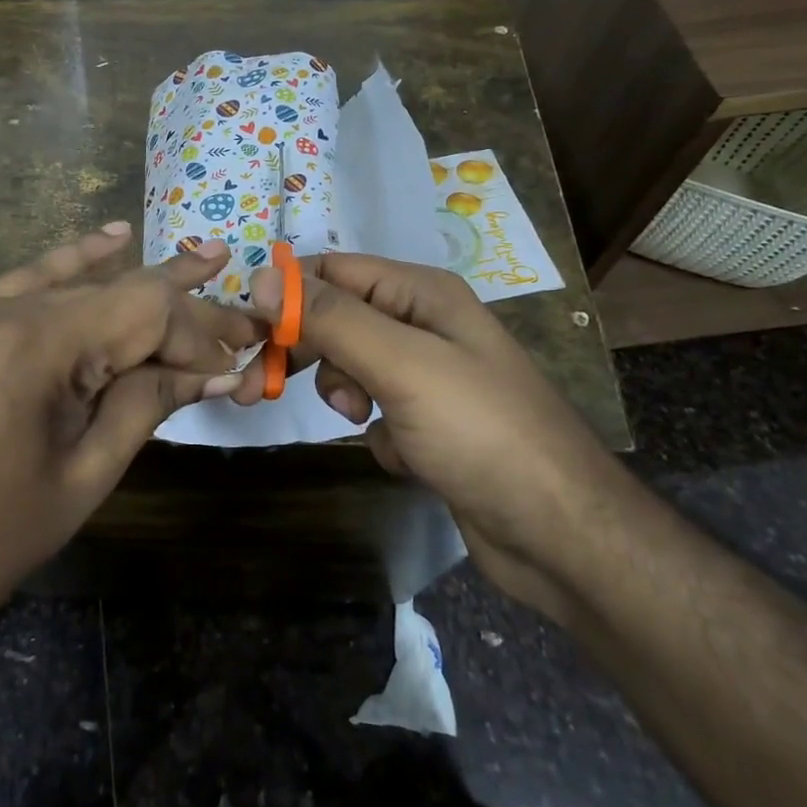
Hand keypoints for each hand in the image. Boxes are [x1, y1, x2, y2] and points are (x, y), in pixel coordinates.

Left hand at [0, 224, 253, 630]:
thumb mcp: (89, 472)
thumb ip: (150, 404)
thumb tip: (218, 370)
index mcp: (34, 349)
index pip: (142, 311)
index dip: (196, 333)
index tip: (235, 362)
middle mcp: (2, 311)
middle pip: (115, 293)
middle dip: (180, 309)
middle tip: (239, 311)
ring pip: (77, 283)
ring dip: (138, 280)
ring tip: (204, 258)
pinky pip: (27, 281)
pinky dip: (73, 262)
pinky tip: (113, 238)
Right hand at [231, 253, 615, 609]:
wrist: (558, 534)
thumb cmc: (480, 432)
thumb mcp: (401, 364)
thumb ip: (331, 318)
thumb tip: (262, 277)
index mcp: (422, 294)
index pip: (333, 272)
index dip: (287, 296)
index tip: (248, 334)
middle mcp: (425, 325)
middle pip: (337, 319)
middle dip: (303, 350)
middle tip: (257, 385)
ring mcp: (429, 377)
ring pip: (351, 368)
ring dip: (344, 392)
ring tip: (363, 419)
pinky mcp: (429, 424)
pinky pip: (376, 412)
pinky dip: (378, 431)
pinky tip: (406, 456)